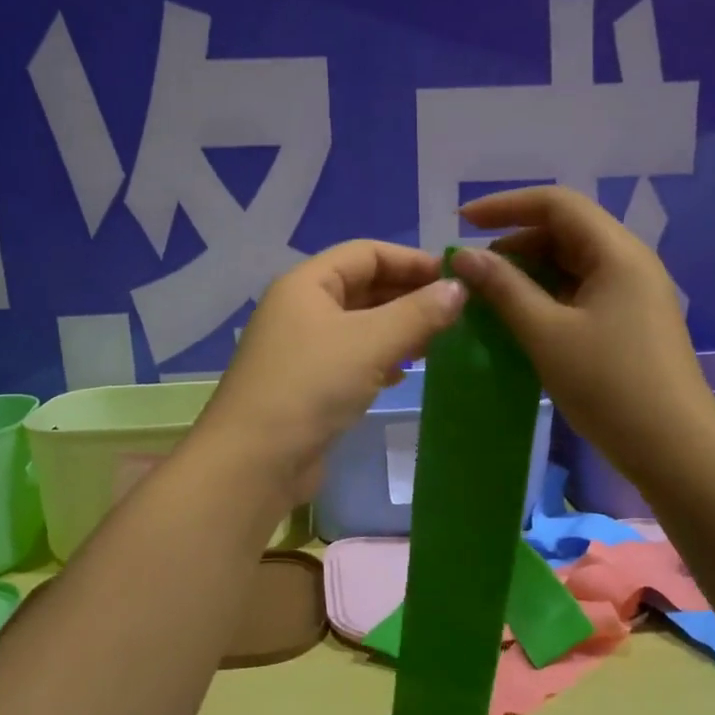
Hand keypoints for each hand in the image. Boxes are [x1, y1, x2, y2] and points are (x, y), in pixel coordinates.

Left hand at [197, 241, 466, 502]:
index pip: (367, 253)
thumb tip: (459, 289)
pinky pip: (352, 359)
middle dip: (409, 296)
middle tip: (457, 313)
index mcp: (307, 284)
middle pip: (364, 288)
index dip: (413, 261)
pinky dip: (381, 360)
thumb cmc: (312, 386)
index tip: (458, 279)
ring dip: (399, 330)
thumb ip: (418, 313)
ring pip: (361, 327)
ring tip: (439, 342)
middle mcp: (302, 309)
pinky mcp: (308, 386)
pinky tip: (404, 373)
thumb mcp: (371, 343)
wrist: (255, 461)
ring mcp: (303, 350)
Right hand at [451, 187, 714, 480]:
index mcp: (616, 252)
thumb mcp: (546, 334)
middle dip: (514, 243)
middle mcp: (629, 262)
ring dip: (528, 273)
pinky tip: (520, 320)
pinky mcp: (630, 322)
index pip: (556, 204)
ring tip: (488, 298)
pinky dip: (546, 298)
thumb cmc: (608, 385)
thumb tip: (465, 257)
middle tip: (473, 273)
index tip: (462, 222)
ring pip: (571, 265)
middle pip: (565, 231)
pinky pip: (581, 293)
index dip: (505, 205)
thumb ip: (504, 289)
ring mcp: (632, 294)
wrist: (673, 448)